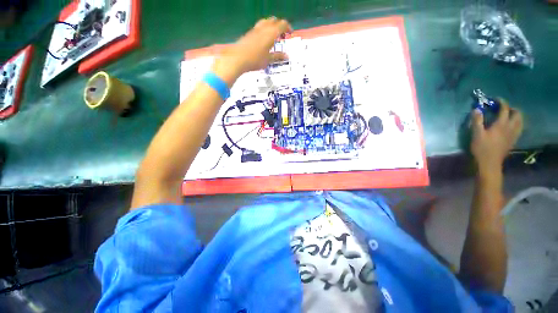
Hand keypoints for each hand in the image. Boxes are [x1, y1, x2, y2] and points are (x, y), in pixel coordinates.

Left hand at [211, 17, 292, 85]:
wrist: (238, 58)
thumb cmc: (255, 60)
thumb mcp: (268, 60)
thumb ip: (277, 56)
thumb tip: (286, 56)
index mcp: (271, 33)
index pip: (282, 25)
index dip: (288, 27)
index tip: (290, 33)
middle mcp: (264, 28)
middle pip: (274, 20)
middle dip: (280, 25)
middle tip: (282, 35)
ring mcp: (255, 29)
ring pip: (266, 21)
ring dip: (271, 25)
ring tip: (273, 35)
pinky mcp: (249, 32)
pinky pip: (259, 26)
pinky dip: (264, 29)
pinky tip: (263, 38)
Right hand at [470, 100, 522, 173]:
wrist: (489, 163)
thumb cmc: (481, 148)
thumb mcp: (476, 134)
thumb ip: (477, 121)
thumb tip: (477, 109)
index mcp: (501, 124)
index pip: (505, 108)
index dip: (501, 102)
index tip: (495, 99)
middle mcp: (510, 127)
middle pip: (517, 114)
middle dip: (511, 108)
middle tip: (502, 109)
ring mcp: (513, 134)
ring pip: (520, 121)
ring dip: (515, 116)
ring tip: (507, 116)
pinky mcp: (513, 140)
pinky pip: (519, 128)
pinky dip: (516, 124)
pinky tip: (509, 126)